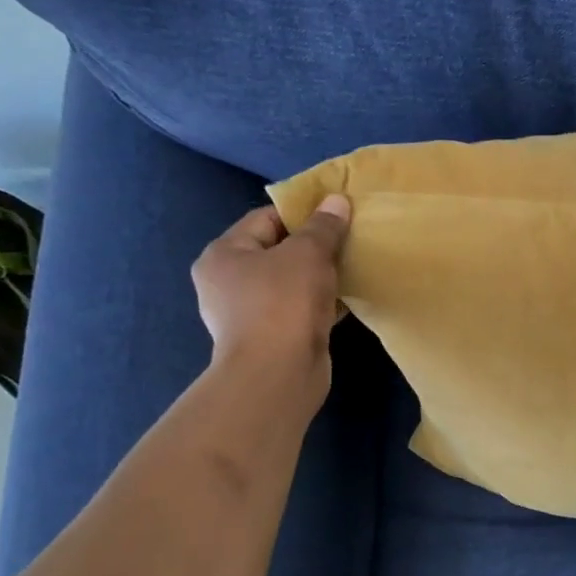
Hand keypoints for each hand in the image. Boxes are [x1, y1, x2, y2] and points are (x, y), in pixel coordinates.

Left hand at [192, 196, 350, 400]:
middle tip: (348, 241)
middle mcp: (228, 282)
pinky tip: (348, 298)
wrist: (278, 374)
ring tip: (352, 268)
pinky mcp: (271, 337)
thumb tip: (337, 200)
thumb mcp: (308, 253)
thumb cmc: (284, 303)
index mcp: (223, 254)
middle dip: (314, 246)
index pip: (265, 218)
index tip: (337, 215)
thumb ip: (324, 226)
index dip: (302, 213)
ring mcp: (248, 313)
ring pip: (291, 282)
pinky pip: (299, 308)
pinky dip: (321, 302)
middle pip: (278, 251)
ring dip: (320, 276)